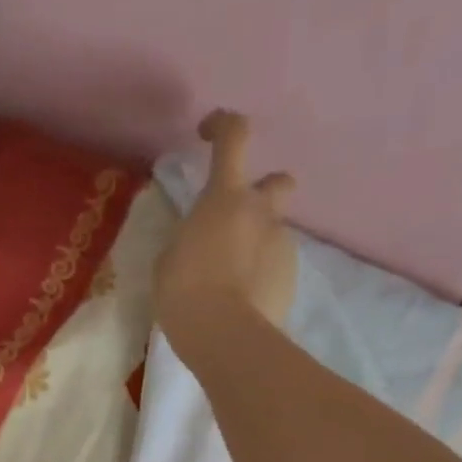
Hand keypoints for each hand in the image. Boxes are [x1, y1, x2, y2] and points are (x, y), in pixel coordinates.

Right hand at [153, 110, 299, 333]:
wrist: (226, 336)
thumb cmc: (184, 292)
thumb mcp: (169, 260)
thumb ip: (189, 239)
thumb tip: (202, 242)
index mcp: (225, 198)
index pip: (233, 137)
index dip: (223, 125)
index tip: (209, 133)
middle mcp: (261, 212)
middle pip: (278, 181)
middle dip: (263, 193)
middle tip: (238, 221)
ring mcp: (282, 245)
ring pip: (273, 233)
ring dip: (256, 246)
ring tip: (232, 282)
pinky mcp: (292, 278)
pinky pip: (276, 267)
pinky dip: (262, 277)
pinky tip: (243, 302)